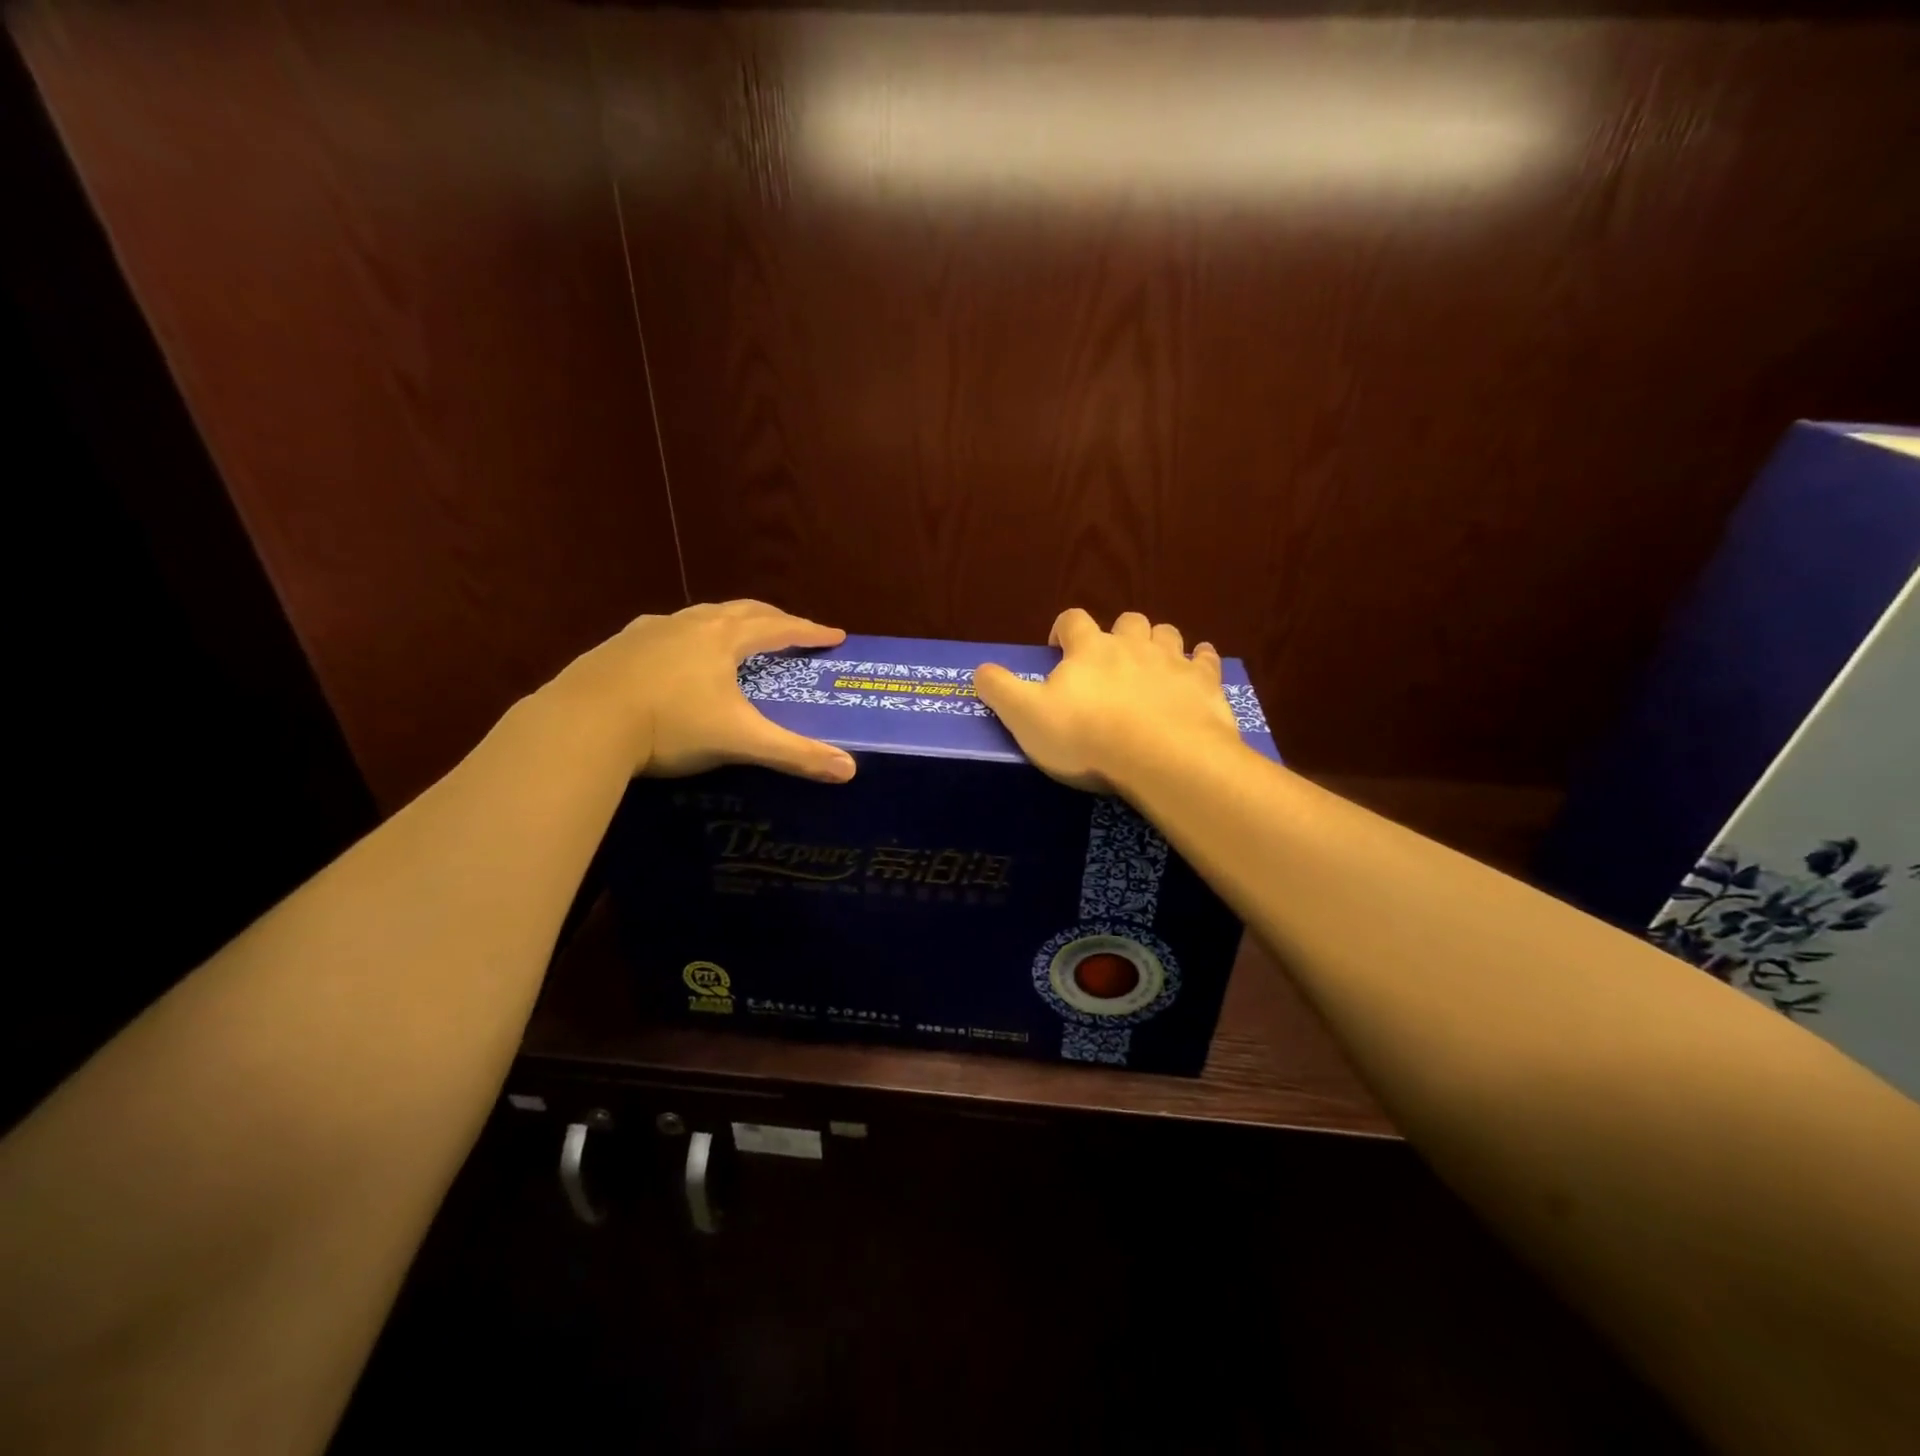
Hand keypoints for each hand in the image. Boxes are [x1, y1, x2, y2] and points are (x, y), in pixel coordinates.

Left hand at [548, 601, 856, 781]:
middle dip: (773, 618)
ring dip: (728, 622)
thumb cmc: (671, 725)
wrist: (583, 724)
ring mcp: (650, 631)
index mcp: (724, 639)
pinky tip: (675, 654)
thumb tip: (850, 770)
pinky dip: (685, 636)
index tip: (835, 635)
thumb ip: (795, 754)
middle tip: (792, 629)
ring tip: (737, 636)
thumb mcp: (739, 741)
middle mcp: (690, 624)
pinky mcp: (619, 646)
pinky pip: (664, 631)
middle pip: (742, 611)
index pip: (779, 628)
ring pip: (701, 616)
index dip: (810, 632)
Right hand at [973, 608, 1242, 791]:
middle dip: (1117, 634)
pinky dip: (1201, 661)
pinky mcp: (1205, 683)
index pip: (1073, 620)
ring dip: (1158, 643)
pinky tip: (1199, 669)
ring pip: (1167, 634)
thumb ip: (1000, 690)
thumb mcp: (1027, 717)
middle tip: (1109, 662)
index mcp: (1089, 649)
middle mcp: (1132, 644)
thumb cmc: (1087, 737)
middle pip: (1127, 621)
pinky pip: (1206, 660)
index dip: (1064, 630)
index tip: (1059, 650)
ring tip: (1151, 665)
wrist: (1161, 757)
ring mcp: (1173, 661)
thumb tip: (980, 670)